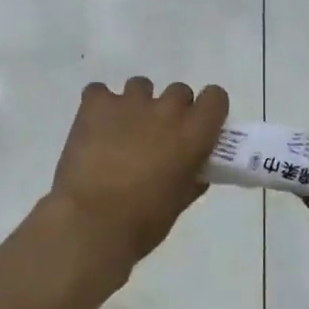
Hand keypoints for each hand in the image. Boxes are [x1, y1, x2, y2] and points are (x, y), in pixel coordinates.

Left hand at [49, 77, 229, 269]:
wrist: (93, 221)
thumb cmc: (144, 220)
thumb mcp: (179, 202)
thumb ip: (192, 179)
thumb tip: (195, 171)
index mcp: (194, 133)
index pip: (215, 97)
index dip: (207, 110)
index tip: (198, 126)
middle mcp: (166, 109)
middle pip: (178, 92)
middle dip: (171, 110)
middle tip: (157, 137)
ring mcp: (129, 103)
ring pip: (140, 87)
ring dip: (136, 106)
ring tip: (121, 133)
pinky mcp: (95, 104)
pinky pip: (99, 91)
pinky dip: (99, 107)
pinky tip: (93, 129)